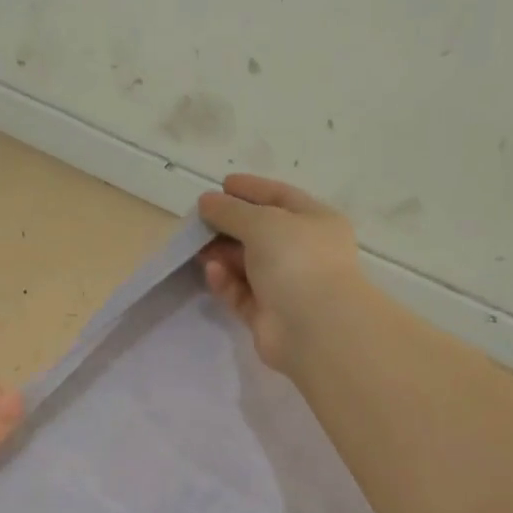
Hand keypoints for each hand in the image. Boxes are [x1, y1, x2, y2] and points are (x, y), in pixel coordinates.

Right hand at [197, 174, 364, 373]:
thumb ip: (231, 211)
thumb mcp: (263, 222)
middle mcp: (304, 252)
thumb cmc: (297, 260)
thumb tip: (206, 202)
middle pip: (261, 232)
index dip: (251, 189)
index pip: (280, 197)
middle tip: (198, 220)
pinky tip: (211, 271)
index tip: (221, 185)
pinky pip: (242, 293)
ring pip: (248, 265)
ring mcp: (287, 286)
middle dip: (230, 224)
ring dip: (223, 254)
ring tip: (196, 246)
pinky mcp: (268, 316)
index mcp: (315, 221)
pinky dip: (226, 282)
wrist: (315, 327)